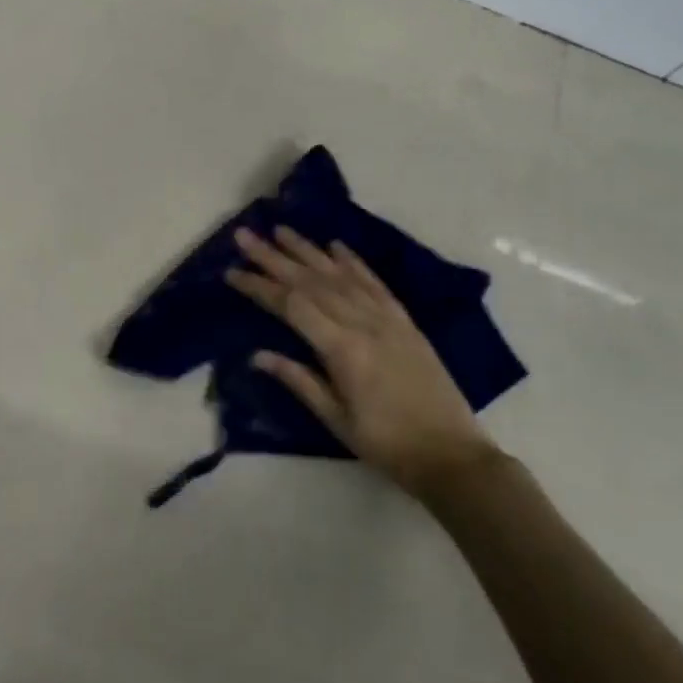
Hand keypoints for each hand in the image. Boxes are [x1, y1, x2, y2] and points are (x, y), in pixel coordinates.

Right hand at [226, 227, 500, 496]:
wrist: (451, 453)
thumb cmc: (386, 443)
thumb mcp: (336, 419)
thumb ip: (298, 380)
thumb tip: (257, 354)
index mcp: (342, 348)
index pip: (291, 305)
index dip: (259, 286)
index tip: (231, 272)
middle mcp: (362, 322)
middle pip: (310, 281)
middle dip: (273, 257)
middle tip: (245, 235)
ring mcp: (386, 317)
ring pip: (339, 274)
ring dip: (307, 250)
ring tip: (281, 229)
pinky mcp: (404, 320)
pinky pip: (374, 282)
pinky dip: (353, 261)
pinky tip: (335, 246)